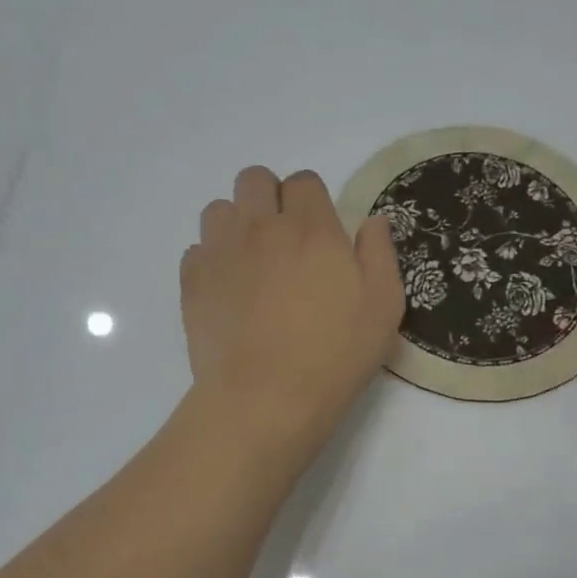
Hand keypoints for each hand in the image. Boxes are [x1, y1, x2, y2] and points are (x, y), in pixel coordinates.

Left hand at [182, 166, 404, 462]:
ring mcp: (220, 252)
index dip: (313, 201)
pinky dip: (211, 259)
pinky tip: (228, 291)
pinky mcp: (192, 281)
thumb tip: (373, 221)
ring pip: (219, 209)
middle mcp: (260, 227)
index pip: (304, 181)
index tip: (320, 233)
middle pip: (254, 179)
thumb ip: (379, 253)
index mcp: (311, 227)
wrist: (266, 397)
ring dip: (236, 224)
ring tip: (252, 261)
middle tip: (284, 239)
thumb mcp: (384, 306)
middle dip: (269, 198)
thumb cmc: (335, 354)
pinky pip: (196, 249)